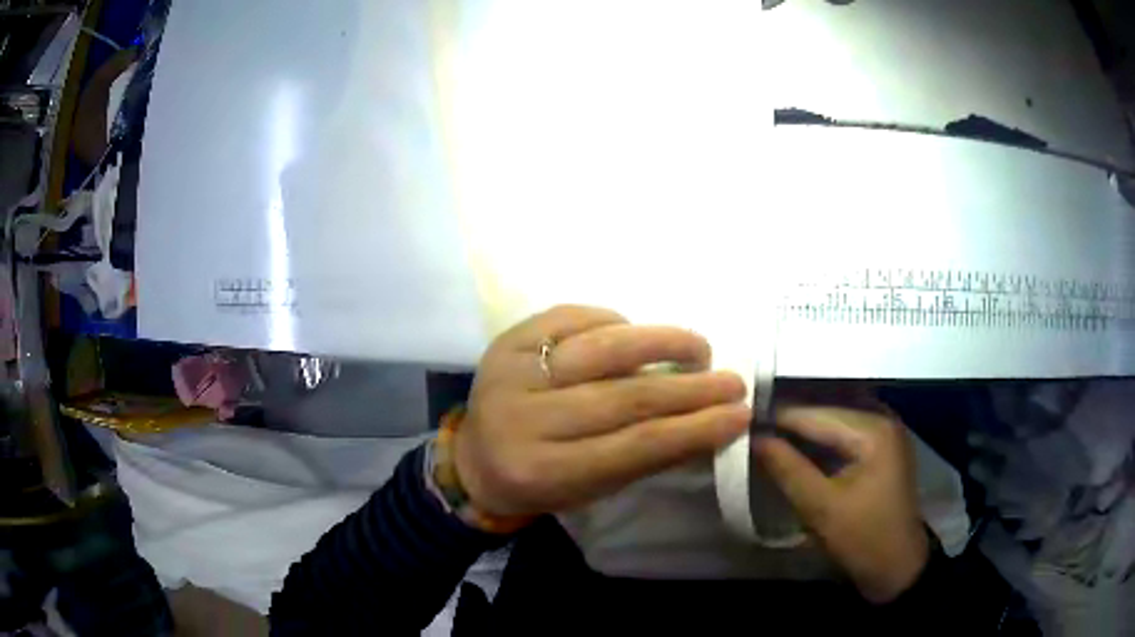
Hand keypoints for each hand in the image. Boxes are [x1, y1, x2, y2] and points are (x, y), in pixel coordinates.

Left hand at [454, 305, 751, 517]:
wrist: (474, 458)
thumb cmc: (541, 482)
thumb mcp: (592, 488)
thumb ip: (646, 458)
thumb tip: (710, 423)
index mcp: (545, 471)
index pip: (635, 446)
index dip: (694, 429)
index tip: (739, 415)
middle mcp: (525, 419)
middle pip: (623, 397)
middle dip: (689, 388)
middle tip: (733, 381)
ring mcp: (512, 373)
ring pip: (600, 349)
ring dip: (659, 342)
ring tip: (699, 347)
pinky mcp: (506, 340)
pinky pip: (568, 318)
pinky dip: (611, 320)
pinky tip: (636, 329)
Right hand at [754, 407, 929, 603]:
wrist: (898, 567)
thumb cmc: (862, 539)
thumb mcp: (820, 508)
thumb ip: (787, 468)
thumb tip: (753, 438)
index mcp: (873, 429)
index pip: (816, 414)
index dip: (776, 417)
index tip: (739, 420)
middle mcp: (882, 418)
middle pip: (827, 410)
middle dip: (789, 419)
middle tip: (749, 424)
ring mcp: (885, 432)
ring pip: (835, 419)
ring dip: (804, 426)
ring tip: (766, 432)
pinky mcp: (882, 448)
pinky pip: (845, 432)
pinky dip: (820, 437)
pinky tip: (797, 444)